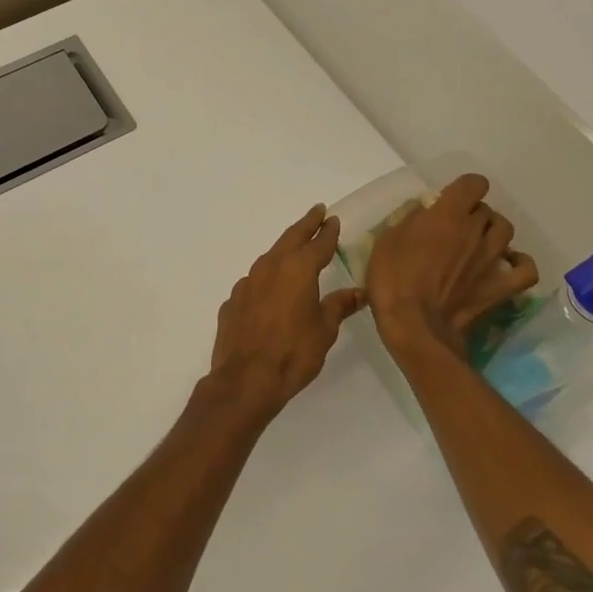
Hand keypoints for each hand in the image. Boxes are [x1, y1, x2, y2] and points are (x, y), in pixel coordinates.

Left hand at [206, 205, 364, 420]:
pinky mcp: (233, 300)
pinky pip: (253, 282)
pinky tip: (269, 291)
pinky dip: (265, 279)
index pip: (318, 243)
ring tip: (294, 249)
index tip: (332, 219)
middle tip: (316, 213)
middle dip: (305, 225)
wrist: (246, 379)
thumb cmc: (294, 353)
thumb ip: (339, 306)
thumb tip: (359, 292)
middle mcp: (270, 267)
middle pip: (290, 238)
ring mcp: (247, 282)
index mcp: (298, 269)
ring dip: (283, 250)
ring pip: (269, 257)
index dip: (328, 231)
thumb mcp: (325, 330)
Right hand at [365, 174, 538, 350]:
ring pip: (506, 231)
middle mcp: (476, 231)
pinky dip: (519, 262)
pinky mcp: (501, 287)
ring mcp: (493, 260)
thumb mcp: (387, 240)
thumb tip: (425, 212)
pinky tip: (507, 263)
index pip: (473, 183)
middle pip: (486, 209)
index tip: (448, 201)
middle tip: (453, 229)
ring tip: (478, 243)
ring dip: (493, 232)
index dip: (464, 188)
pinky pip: (526, 269)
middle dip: (472, 214)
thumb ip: (410, 220)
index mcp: (448, 214)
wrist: (415, 327)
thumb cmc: (393, 280)